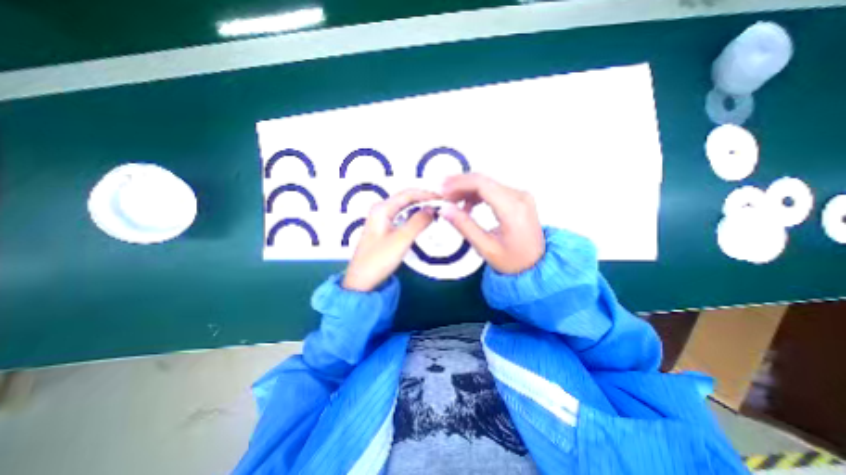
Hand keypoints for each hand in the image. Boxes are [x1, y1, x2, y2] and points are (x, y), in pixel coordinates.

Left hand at [341, 187, 439, 291]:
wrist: (361, 280)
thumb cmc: (379, 259)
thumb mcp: (401, 239)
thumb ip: (418, 222)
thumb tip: (432, 209)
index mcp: (382, 208)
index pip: (408, 193)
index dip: (427, 194)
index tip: (443, 200)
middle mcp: (380, 209)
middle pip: (406, 198)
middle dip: (424, 200)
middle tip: (442, 206)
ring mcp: (381, 219)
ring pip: (404, 208)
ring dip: (420, 208)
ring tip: (436, 213)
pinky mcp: (383, 228)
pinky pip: (401, 216)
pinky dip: (414, 217)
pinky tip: (422, 222)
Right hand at [440, 173, 544, 275]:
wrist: (536, 265)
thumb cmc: (514, 261)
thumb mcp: (485, 247)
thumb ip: (464, 226)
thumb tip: (446, 209)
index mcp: (513, 209)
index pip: (482, 184)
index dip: (458, 183)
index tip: (442, 188)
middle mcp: (519, 197)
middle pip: (483, 180)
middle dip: (459, 184)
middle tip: (442, 193)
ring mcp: (520, 196)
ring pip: (487, 183)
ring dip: (466, 189)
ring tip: (451, 200)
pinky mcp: (518, 199)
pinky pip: (493, 189)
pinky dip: (476, 194)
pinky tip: (467, 204)